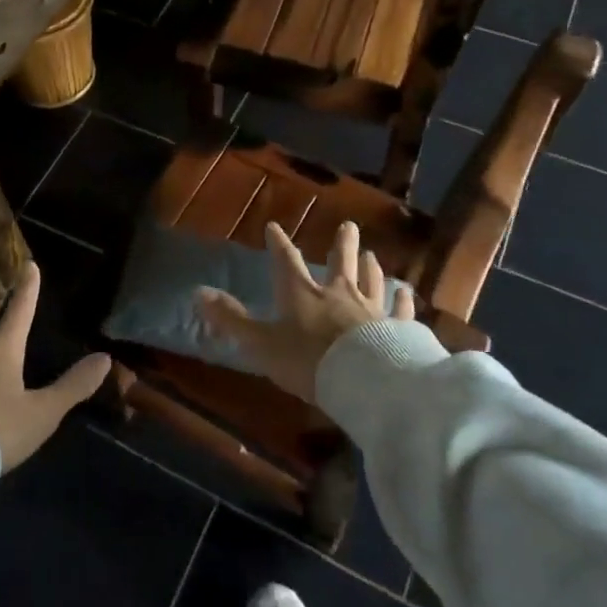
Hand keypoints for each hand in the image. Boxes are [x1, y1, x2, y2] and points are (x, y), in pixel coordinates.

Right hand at [197, 221, 413, 402]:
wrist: (363, 380)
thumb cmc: (307, 360)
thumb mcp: (261, 343)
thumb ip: (231, 319)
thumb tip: (198, 293)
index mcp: (302, 294)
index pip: (287, 261)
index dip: (279, 244)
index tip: (274, 227)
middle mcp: (338, 293)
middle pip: (340, 262)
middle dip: (341, 244)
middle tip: (348, 225)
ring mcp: (371, 310)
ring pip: (372, 281)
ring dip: (371, 267)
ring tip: (372, 254)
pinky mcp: (396, 329)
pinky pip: (401, 310)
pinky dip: (404, 301)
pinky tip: (408, 294)